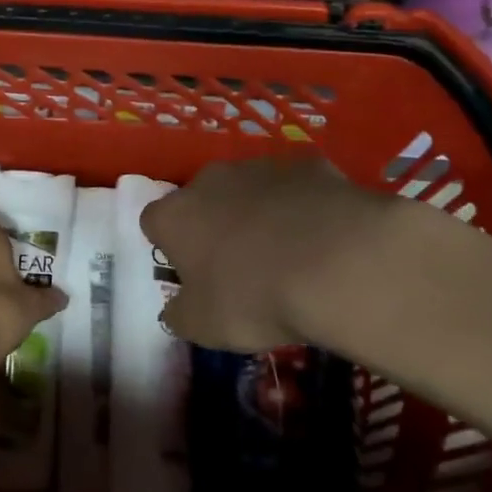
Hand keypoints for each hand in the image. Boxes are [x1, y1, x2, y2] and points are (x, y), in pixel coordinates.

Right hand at [141, 157, 414, 352]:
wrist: (337, 262)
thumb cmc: (254, 297)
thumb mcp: (204, 327)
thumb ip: (180, 315)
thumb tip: (173, 311)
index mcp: (175, 216)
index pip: (154, 222)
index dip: (171, 247)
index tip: (192, 273)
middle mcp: (210, 180)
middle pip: (202, 199)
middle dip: (214, 225)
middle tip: (239, 266)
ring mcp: (260, 167)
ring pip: (249, 189)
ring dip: (258, 213)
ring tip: (287, 254)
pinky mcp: (308, 164)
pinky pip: (295, 187)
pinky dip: (302, 206)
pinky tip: (323, 237)